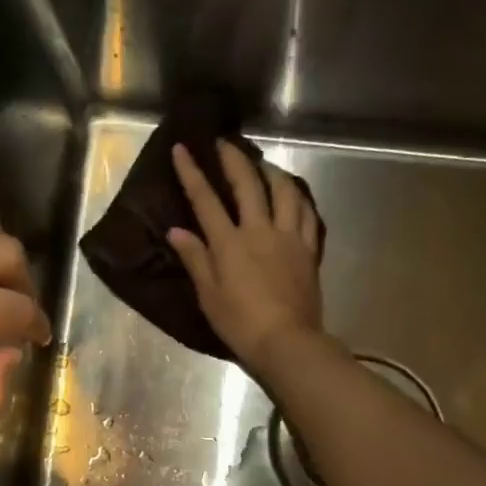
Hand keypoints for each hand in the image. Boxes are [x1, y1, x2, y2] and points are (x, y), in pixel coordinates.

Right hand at [167, 141, 322, 370]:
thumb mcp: (209, 295)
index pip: (206, 200)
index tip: (183, 148)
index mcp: (230, 243)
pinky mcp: (309, 251)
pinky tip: (296, 197)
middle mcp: (260, 230)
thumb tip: (176, 231)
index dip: (192, 172)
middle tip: (226, 144)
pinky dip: (300, 200)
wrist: (286, 341)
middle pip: (248, 184)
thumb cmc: (240, 323)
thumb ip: (195, 259)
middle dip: (234, 159)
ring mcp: (289, 238)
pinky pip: (308, 216)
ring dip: (273, 172)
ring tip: (265, 166)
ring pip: (285, 192)